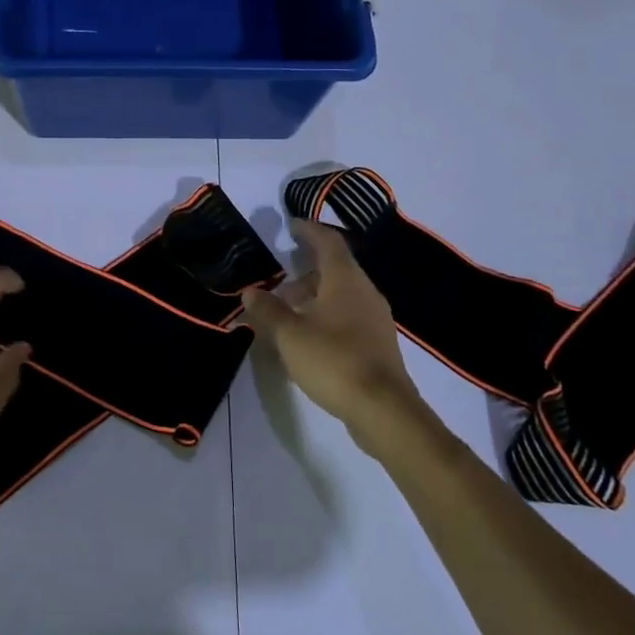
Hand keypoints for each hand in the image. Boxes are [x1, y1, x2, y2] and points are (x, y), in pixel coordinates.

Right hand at [241, 220, 427, 452]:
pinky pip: (348, 316)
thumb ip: (269, 310)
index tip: (291, 225)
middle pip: (336, 269)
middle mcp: (365, 292)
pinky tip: (308, 338)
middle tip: (278, 282)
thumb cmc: (333, 360)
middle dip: (305, 271)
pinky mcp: (378, 344)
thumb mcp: (290, 334)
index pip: (328, 242)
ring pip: (342, 295)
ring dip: (314, 297)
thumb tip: (250, 291)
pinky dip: (326, 316)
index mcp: (345, 280)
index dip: (309, 230)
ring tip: (287, 313)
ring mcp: (375, 319)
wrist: (383, 409)